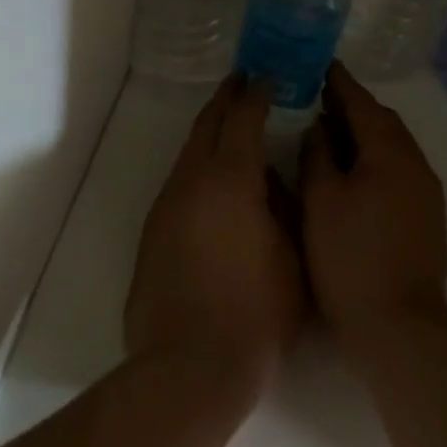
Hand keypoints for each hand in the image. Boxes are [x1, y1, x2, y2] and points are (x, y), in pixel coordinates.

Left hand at [125, 77, 304, 406]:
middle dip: (226, 99)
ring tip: (231, 129)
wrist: (188, 368)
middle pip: (207, 125)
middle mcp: (192, 181)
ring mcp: (167, 206)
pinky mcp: (153, 232)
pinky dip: (199, 168)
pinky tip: (215, 187)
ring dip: (210, 134)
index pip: (243, 118)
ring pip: (189, 154)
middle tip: (244, 82)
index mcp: (231, 179)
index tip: (268, 78)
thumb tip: (274, 183)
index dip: (257, 93)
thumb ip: (286, 209)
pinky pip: (180, 183)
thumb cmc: (255, 315)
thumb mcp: (293, 259)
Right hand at [299, 62, 446, 362]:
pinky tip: (352, 170)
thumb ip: (317, 155)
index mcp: (389, 153)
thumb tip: (320, 127)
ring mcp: (425, 192)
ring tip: (331, 131)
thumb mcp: (320, 201)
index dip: (339, 82)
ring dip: (365, 133)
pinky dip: (374, 157)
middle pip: (383, 121)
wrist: (400, 329)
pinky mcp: (426, 216)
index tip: (321, 64)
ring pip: (393, 146)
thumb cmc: (350, 259)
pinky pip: (398, 169)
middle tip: (320, 97)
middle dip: (353, 106)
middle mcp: (415, 164)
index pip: (362, 103)